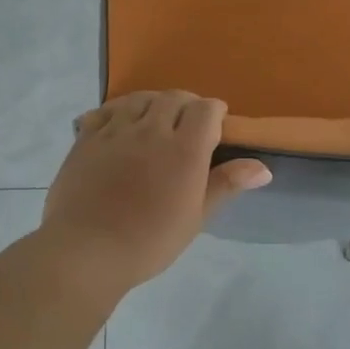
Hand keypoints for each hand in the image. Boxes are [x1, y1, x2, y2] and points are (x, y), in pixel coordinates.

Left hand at [40, 91, 270, 295]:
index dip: (215, 112)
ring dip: (153, 103)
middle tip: (188, 123)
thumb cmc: (150, 241)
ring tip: (155, 119)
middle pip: (173, 98)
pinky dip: (118, 111)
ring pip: (139, 99)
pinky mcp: (86, 138)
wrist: (88, 250)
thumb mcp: (196, 217)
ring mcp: (115, 131)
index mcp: (184, 149)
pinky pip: (105, 110)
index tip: (217, 125)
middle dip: (187, 104)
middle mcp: (151, 130)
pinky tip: (120, 125)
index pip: (206, 110)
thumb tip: (263, 168)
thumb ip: (226, 184)